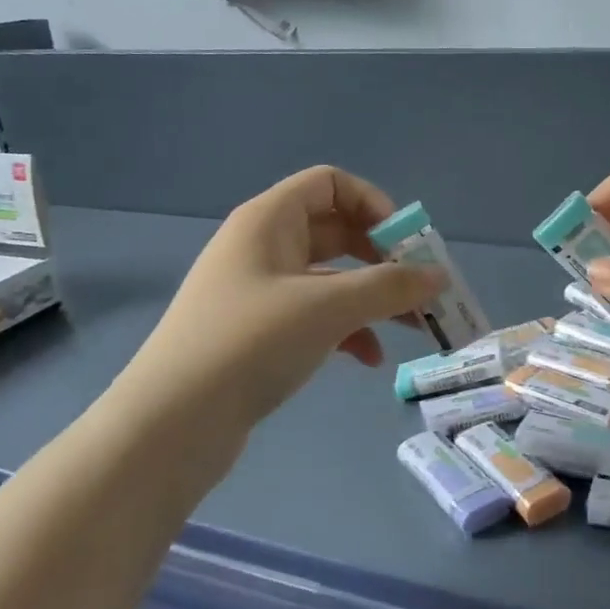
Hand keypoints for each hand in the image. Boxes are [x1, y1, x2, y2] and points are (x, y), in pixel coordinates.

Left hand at [108, 166, 441, 441]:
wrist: (170, 425)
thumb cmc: (250, 343)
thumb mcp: (328, 308)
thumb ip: (390, 287)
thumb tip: (439, 276)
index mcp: (269, 220)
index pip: (331, 184)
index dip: (373, 204)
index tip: (406, 244)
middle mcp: (263, 246)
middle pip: (337, 232)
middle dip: (384, 259)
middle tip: (422, 289)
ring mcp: (259, 291)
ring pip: (331, 279)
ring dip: (373, 298)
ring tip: (413, 328)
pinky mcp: (259, 333)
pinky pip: (315, 315)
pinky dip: (347, 329)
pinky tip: (369, 359)